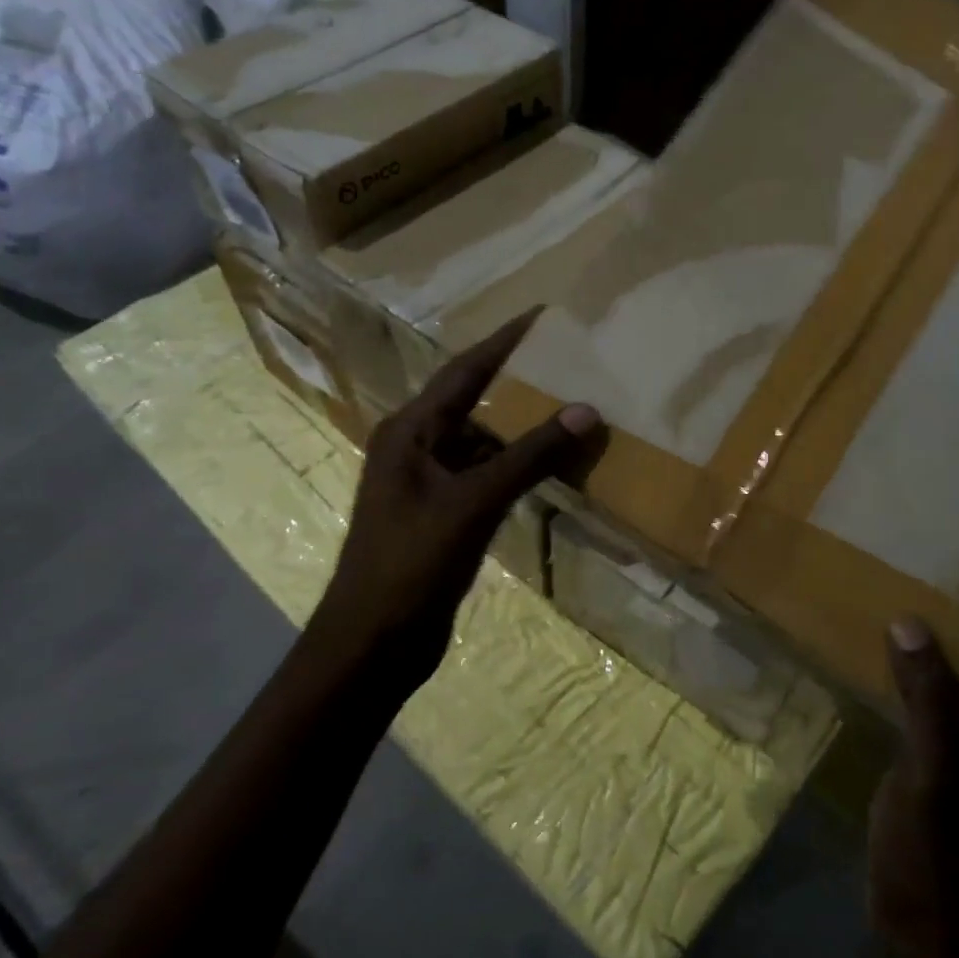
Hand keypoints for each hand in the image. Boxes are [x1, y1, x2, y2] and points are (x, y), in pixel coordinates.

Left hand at [316, 307, 599, 695]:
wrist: (373, 642)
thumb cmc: (412, 563)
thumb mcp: (473, 503)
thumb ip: (530, 456)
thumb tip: (585, 410)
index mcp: (409, 430)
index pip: (463, 370)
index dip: (502, 341)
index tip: (541, 315)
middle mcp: (415, 447)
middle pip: (473, 403)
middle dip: (518, 385)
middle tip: (567, 365)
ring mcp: (426, 483)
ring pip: (482, 444)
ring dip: (521, 433)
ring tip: (569, 415)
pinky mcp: (440, 514)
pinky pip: (484, 476)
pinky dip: (515, 470)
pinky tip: (549, 470)